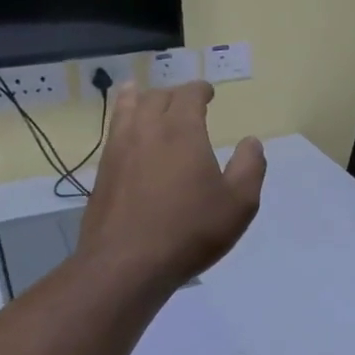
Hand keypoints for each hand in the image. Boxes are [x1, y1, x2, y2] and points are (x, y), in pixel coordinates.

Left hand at [75, 81, 265, 293]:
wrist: (127, 264)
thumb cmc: (191, 231)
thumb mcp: (239, 203)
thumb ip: (249, 167)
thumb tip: (251, 142)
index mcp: (182, 131)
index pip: (189, 95)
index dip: (200, 90)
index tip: (208, 92)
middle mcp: (147, 130)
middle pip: (157, 98)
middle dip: (173, 94)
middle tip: (184, 100)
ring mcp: (119, 150)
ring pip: (126, 110)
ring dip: (137, 98)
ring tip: (137, 91)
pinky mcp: (103, 173)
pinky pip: (112, 134)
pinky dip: (120, 121)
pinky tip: (124, 132)